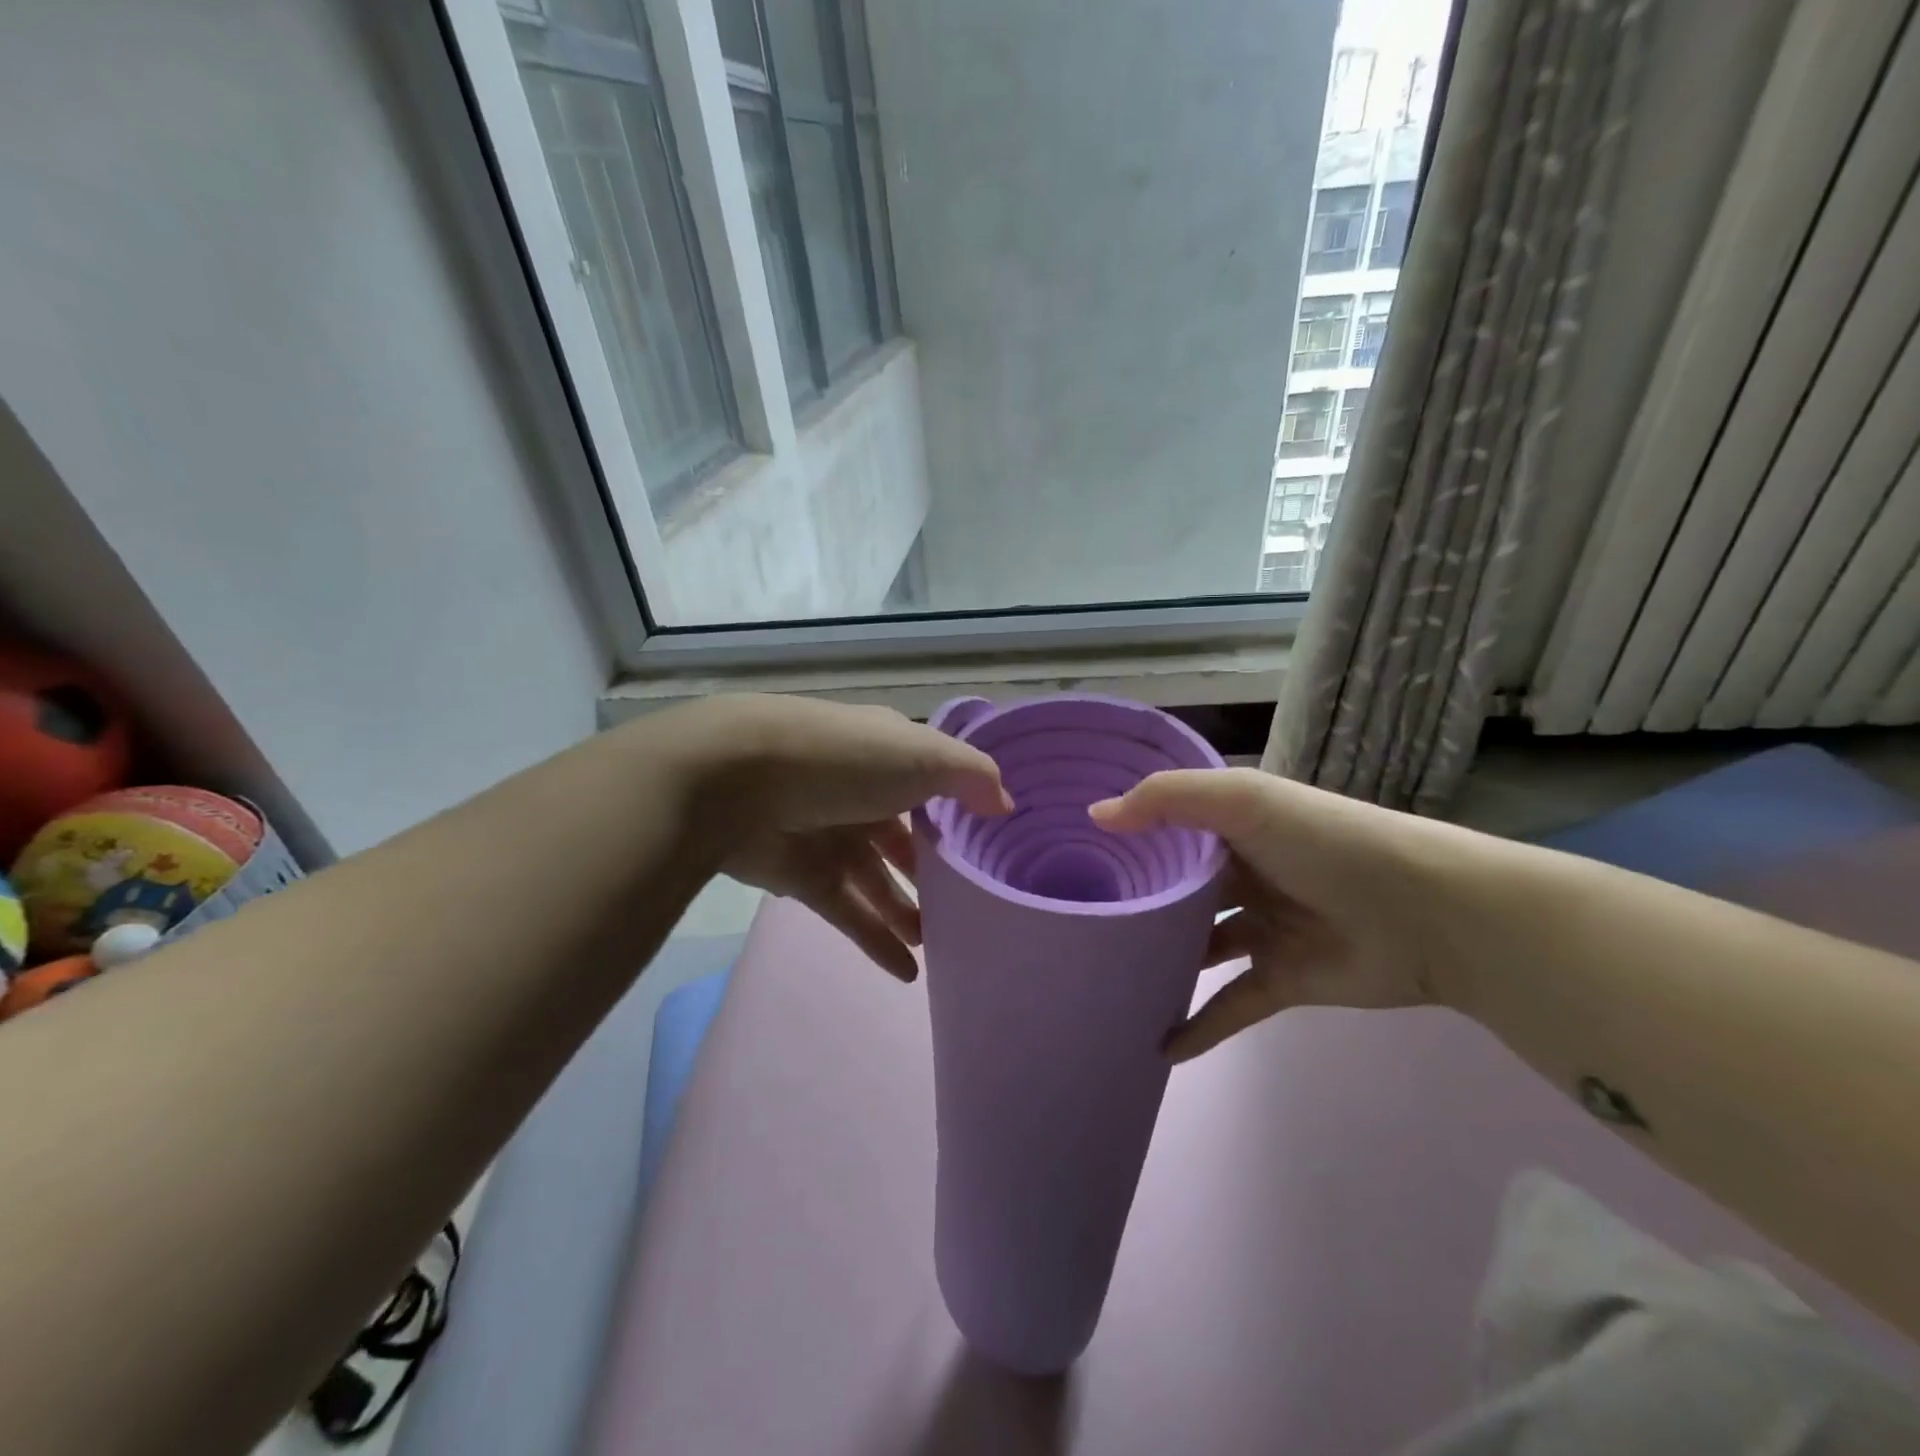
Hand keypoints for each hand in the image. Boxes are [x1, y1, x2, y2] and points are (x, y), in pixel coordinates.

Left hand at [672, 696, 1010, 980]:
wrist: (738, 781)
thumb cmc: (843, 760)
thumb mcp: (922, 755)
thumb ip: (970, 777)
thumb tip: (1004, 804)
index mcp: (886, 756)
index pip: (931, 787)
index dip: (958, 816)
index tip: (988, 849)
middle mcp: (860, 795)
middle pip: (903, 841)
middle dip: (931, 875)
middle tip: (966, 911)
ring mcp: (829, 837)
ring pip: (877, 883)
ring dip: (907, 914)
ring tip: (941, 949)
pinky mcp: (801, 877)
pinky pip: (848, 913)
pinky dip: (876, 941)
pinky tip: (908, 973)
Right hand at [1091, 768, 1475, 1059]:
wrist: (1426, 913)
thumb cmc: (1325, 843)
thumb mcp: (1243, 801)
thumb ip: (1168, 801)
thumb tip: (1097, 816)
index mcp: (1237, 827)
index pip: (1173, 829)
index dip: (1132, 838)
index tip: (1079, 852)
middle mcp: (1247, 875)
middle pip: (1182, 891)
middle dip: (1141, 903)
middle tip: (1083, 919)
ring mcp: (1264, 929)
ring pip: (1200, 947)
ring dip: (1164, 961)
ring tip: (1108, 974)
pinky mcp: (1282, 979)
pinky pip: (1230, 1005)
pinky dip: (1198, 1027)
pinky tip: (1158, 1046)